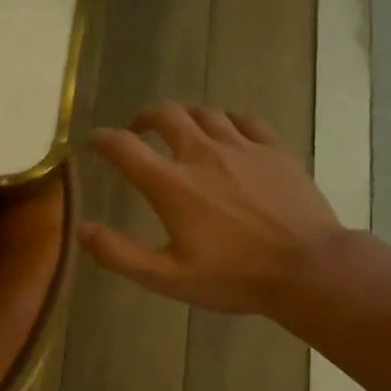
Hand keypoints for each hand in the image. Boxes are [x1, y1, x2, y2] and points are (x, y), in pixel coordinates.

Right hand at [79, 103, 343, 315]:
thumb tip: (81, 230)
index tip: (94, 143)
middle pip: (166, 115)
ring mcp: (242, 147)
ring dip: (184, 118)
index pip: (124, 147)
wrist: (308, 269)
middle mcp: (202, 154)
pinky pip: (245, 120)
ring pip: (205, 113)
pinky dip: (226, 120)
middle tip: (138, 130)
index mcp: (172, 184)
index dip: (102, 140)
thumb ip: (119, 254)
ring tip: (180, 130)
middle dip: (144, 118)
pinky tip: (226, 131)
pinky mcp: (274, 150)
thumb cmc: (234, 277)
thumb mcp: (167, 278)